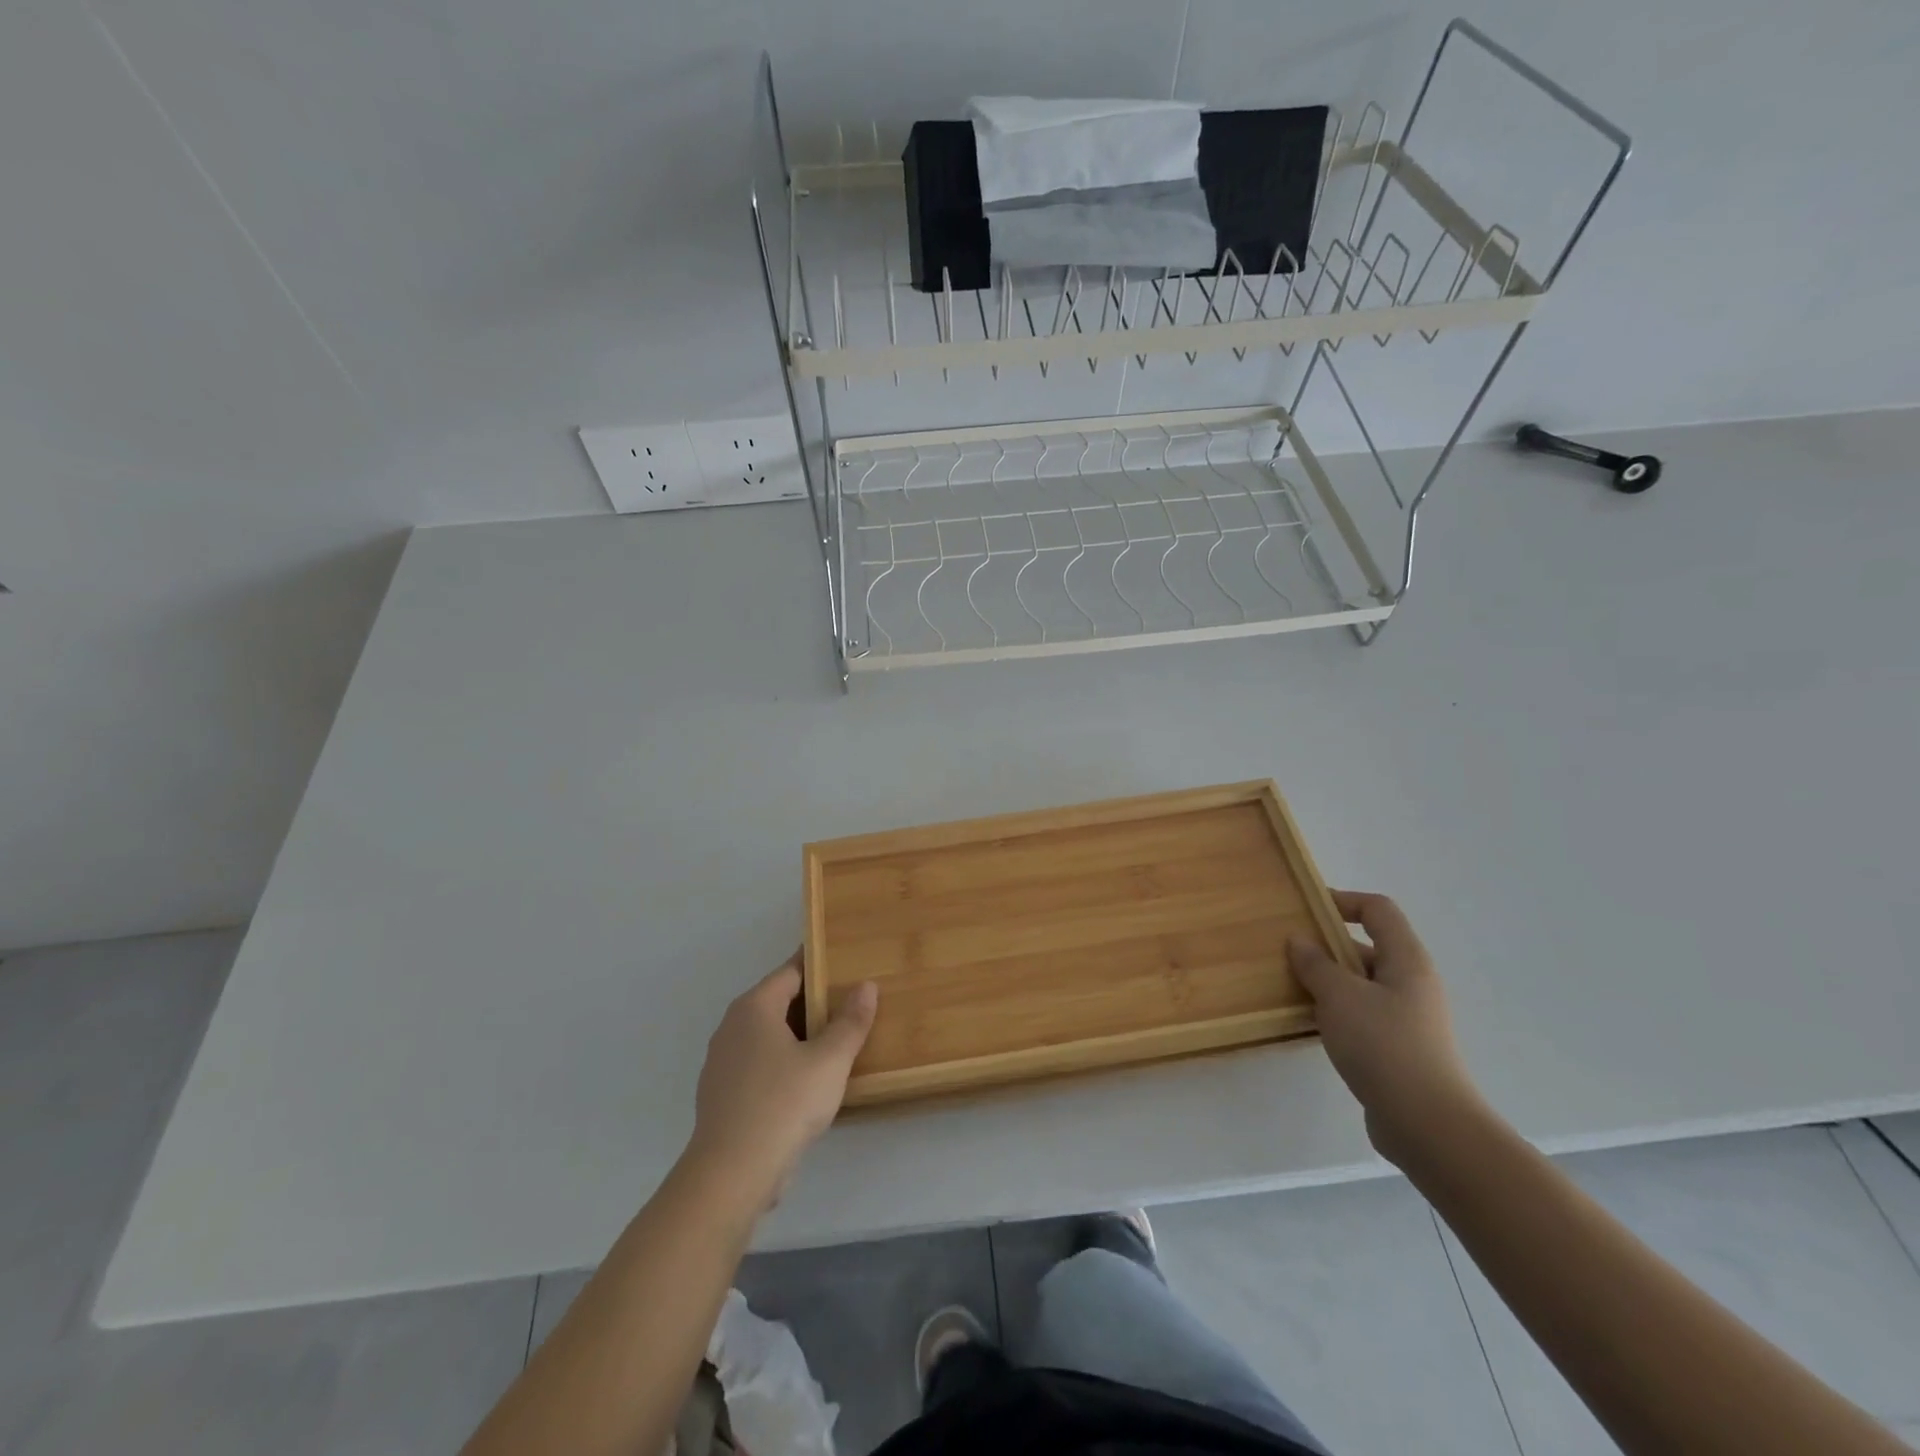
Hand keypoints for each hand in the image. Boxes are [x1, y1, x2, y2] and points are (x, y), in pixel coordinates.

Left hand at [686, 952, 877, 1209]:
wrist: (731, 1174)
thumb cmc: (783, 1104)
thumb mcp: (830, 1060)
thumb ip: (851, 1022)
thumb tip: (866, 986)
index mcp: (754, 1008)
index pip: (791, 971)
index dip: (820, 965)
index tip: (847, 963)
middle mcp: (732, 1027)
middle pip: (778, 1002)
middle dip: (813, 1002)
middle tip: (851, 1004)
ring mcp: (723, 1063)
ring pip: (768, 1037)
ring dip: (799, 1036)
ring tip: (836, 1042)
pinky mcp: (723, 1096)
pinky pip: (759, 1065)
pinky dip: (783, 1064)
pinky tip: (808, 1082)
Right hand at [1288, 891, 1483, 1166]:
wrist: (1427, 1125)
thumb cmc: (1384, 1045)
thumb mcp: (1339, 996)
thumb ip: (1316, 963)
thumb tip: (1300, 940)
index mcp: (1406, 960)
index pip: (1378, 910)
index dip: (1343, 901)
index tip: (1306, 909)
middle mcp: (1412, 984)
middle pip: (1367, 947)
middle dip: (1327, 946)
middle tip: (1288, 953)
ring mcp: (1408, 1019)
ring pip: (1361, 985)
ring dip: (1328, 982)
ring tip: (1292, 988)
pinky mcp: (1398, 1050)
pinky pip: (1362, 1016)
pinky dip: (1336, 1013)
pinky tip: (1311, 1025)